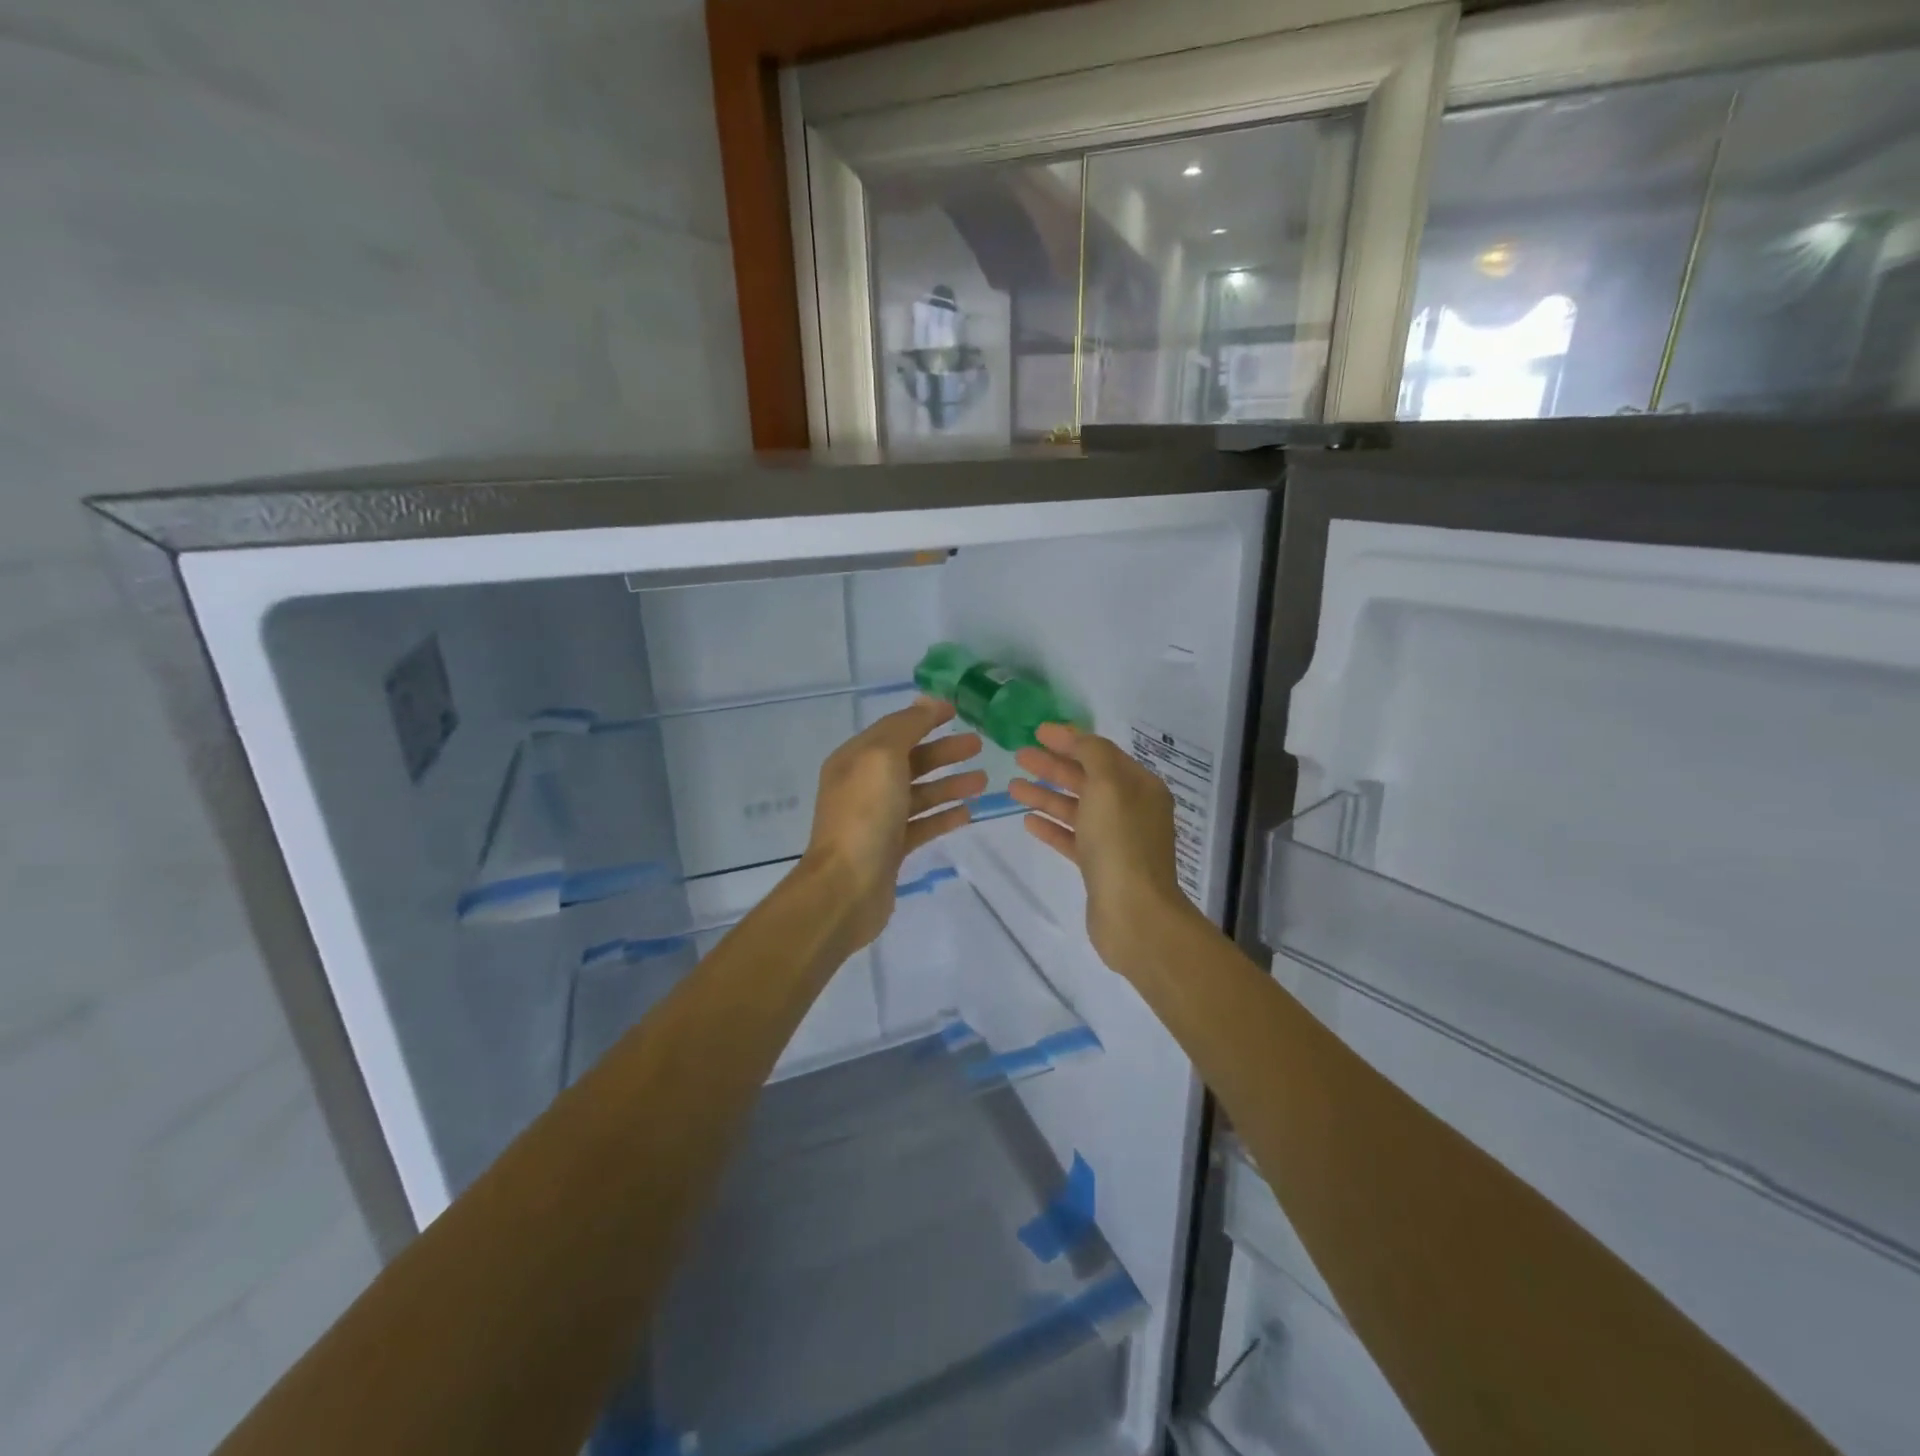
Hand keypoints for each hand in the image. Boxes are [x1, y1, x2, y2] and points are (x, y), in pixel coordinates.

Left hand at [801, 697, 985, 952]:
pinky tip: (968, 813)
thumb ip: (906, 727)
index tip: (957, 711)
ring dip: (950, 784)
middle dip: (944, 752)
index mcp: (856, 759)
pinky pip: (922, 825)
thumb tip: (926, 702)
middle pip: (910, 760)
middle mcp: (864, 786)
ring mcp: (877, 819)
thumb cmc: (865, 814)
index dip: (925, 718)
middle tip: (979, 745)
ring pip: (919, 793)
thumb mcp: (883, 757)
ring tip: (983, 780)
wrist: (846, 887)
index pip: (894, 729)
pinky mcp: (891, 849)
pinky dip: (943, 816)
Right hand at [1009, 722, 1199, 980]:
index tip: (1037, 731)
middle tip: (1019, 756)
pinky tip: (1028, 821)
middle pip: (1087, 779)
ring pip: (1077, 808)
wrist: (1134, 914)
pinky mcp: (1100, 866)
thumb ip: (1092, 754)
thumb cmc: (1120, 842)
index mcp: (1140, 786)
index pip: (1101, 753)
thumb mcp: (1108, 785)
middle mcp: (1132, 809)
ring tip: (1012, 787)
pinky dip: (1052, 826)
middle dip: (1053, 766)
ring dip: (1046, 795)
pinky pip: (1073, 838)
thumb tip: (1078, 739)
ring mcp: (1116, 839)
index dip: (1070, 739)